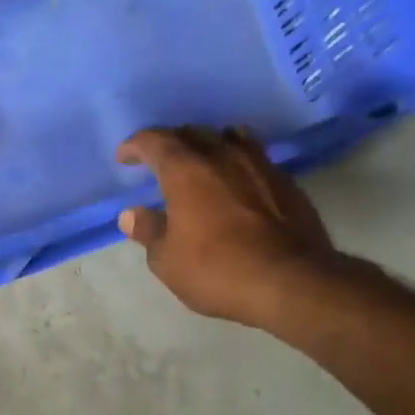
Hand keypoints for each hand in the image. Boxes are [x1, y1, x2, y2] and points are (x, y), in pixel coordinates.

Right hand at [116, 126, 341, 328]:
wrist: (289, 281)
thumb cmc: (216, 270)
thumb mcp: (167, 260)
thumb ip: (148, 231)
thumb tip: (132, 214)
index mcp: (186, 170)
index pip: (155, 142)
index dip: (136, 146)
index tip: (124, 157)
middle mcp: (223, 156)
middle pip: (192, 133)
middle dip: (170, 142)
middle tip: (158, 160)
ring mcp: (259, 165)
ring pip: (228, 138)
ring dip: (207, 145)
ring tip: (199, 161)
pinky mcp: (285, 181)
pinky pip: (254, 157)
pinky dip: (236, 162)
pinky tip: (235, 181)